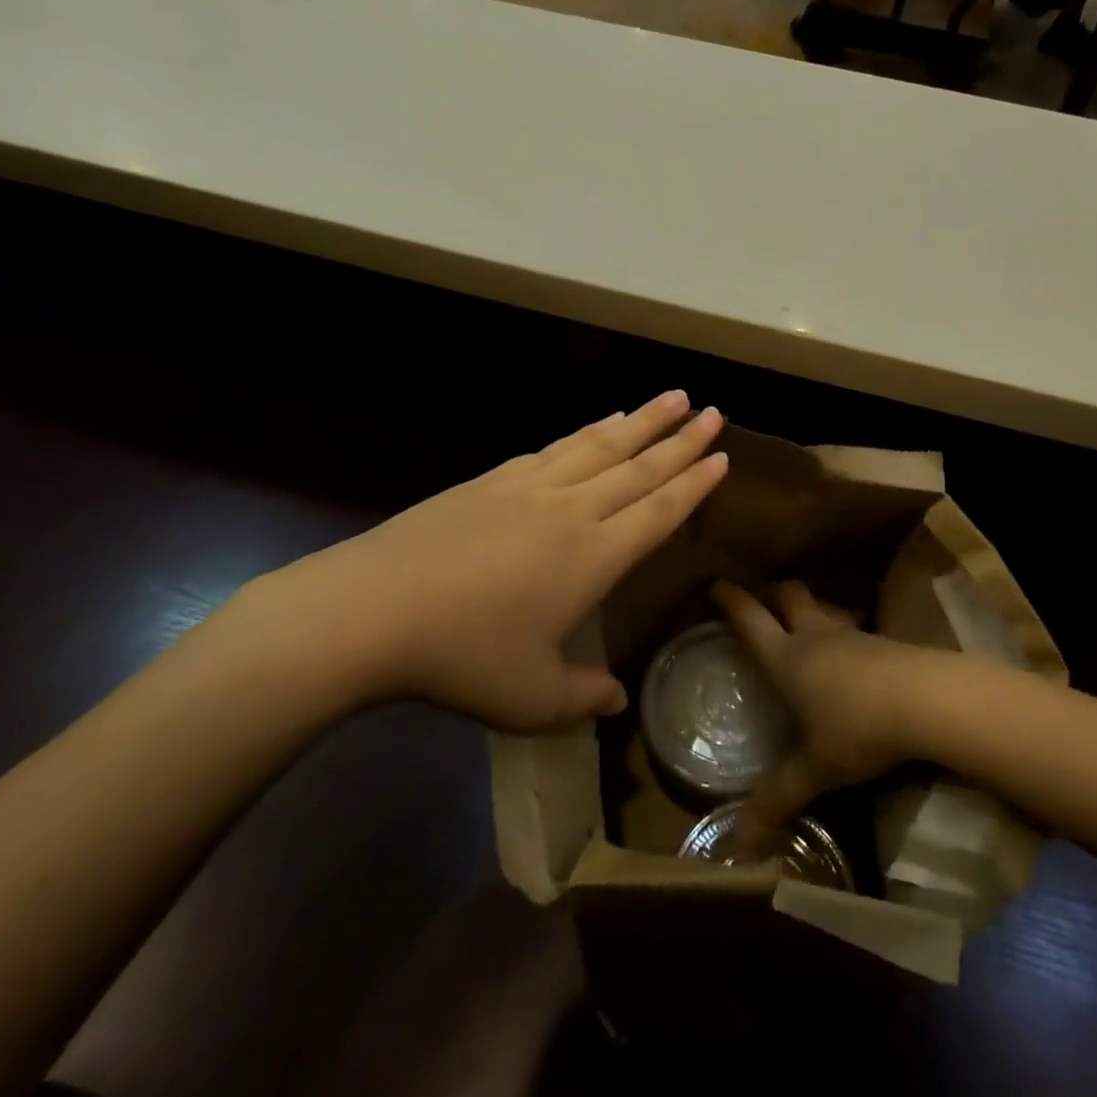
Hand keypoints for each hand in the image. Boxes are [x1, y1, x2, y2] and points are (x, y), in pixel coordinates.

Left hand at [230, 392, 727, 731]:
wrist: (373, 610)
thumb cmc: (463, 658)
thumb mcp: (530, 699)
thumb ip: (582, 697)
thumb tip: (615, 699)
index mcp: (594, 558)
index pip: (659, 511)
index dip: (694, 484)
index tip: (722, 455)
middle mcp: (572, 511)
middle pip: (639, 467)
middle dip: (681, 439)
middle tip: (713, 410)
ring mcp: (530, 488)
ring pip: (601, 446)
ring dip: (641, 421)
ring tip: (671, 397)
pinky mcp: (493, 481)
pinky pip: (556, 448)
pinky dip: (587, 432)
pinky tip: (599, 422)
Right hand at [713, 579, 950, 846]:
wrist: (928, 699)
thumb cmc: (859, 728)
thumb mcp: (817, 768)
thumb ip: (780, 796)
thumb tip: (741, 839)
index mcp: (787, 658)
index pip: (751, 620)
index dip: (731, 600)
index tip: (716, 585)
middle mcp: (815, 636)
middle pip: (789, 594)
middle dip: (773, 593)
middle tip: (764, 602)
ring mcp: (852, 635)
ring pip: (823, 608)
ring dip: (811, 610)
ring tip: (806, 627)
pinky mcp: (883, 642)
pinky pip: (853, 628)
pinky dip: (843, 633)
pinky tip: (850, 657)